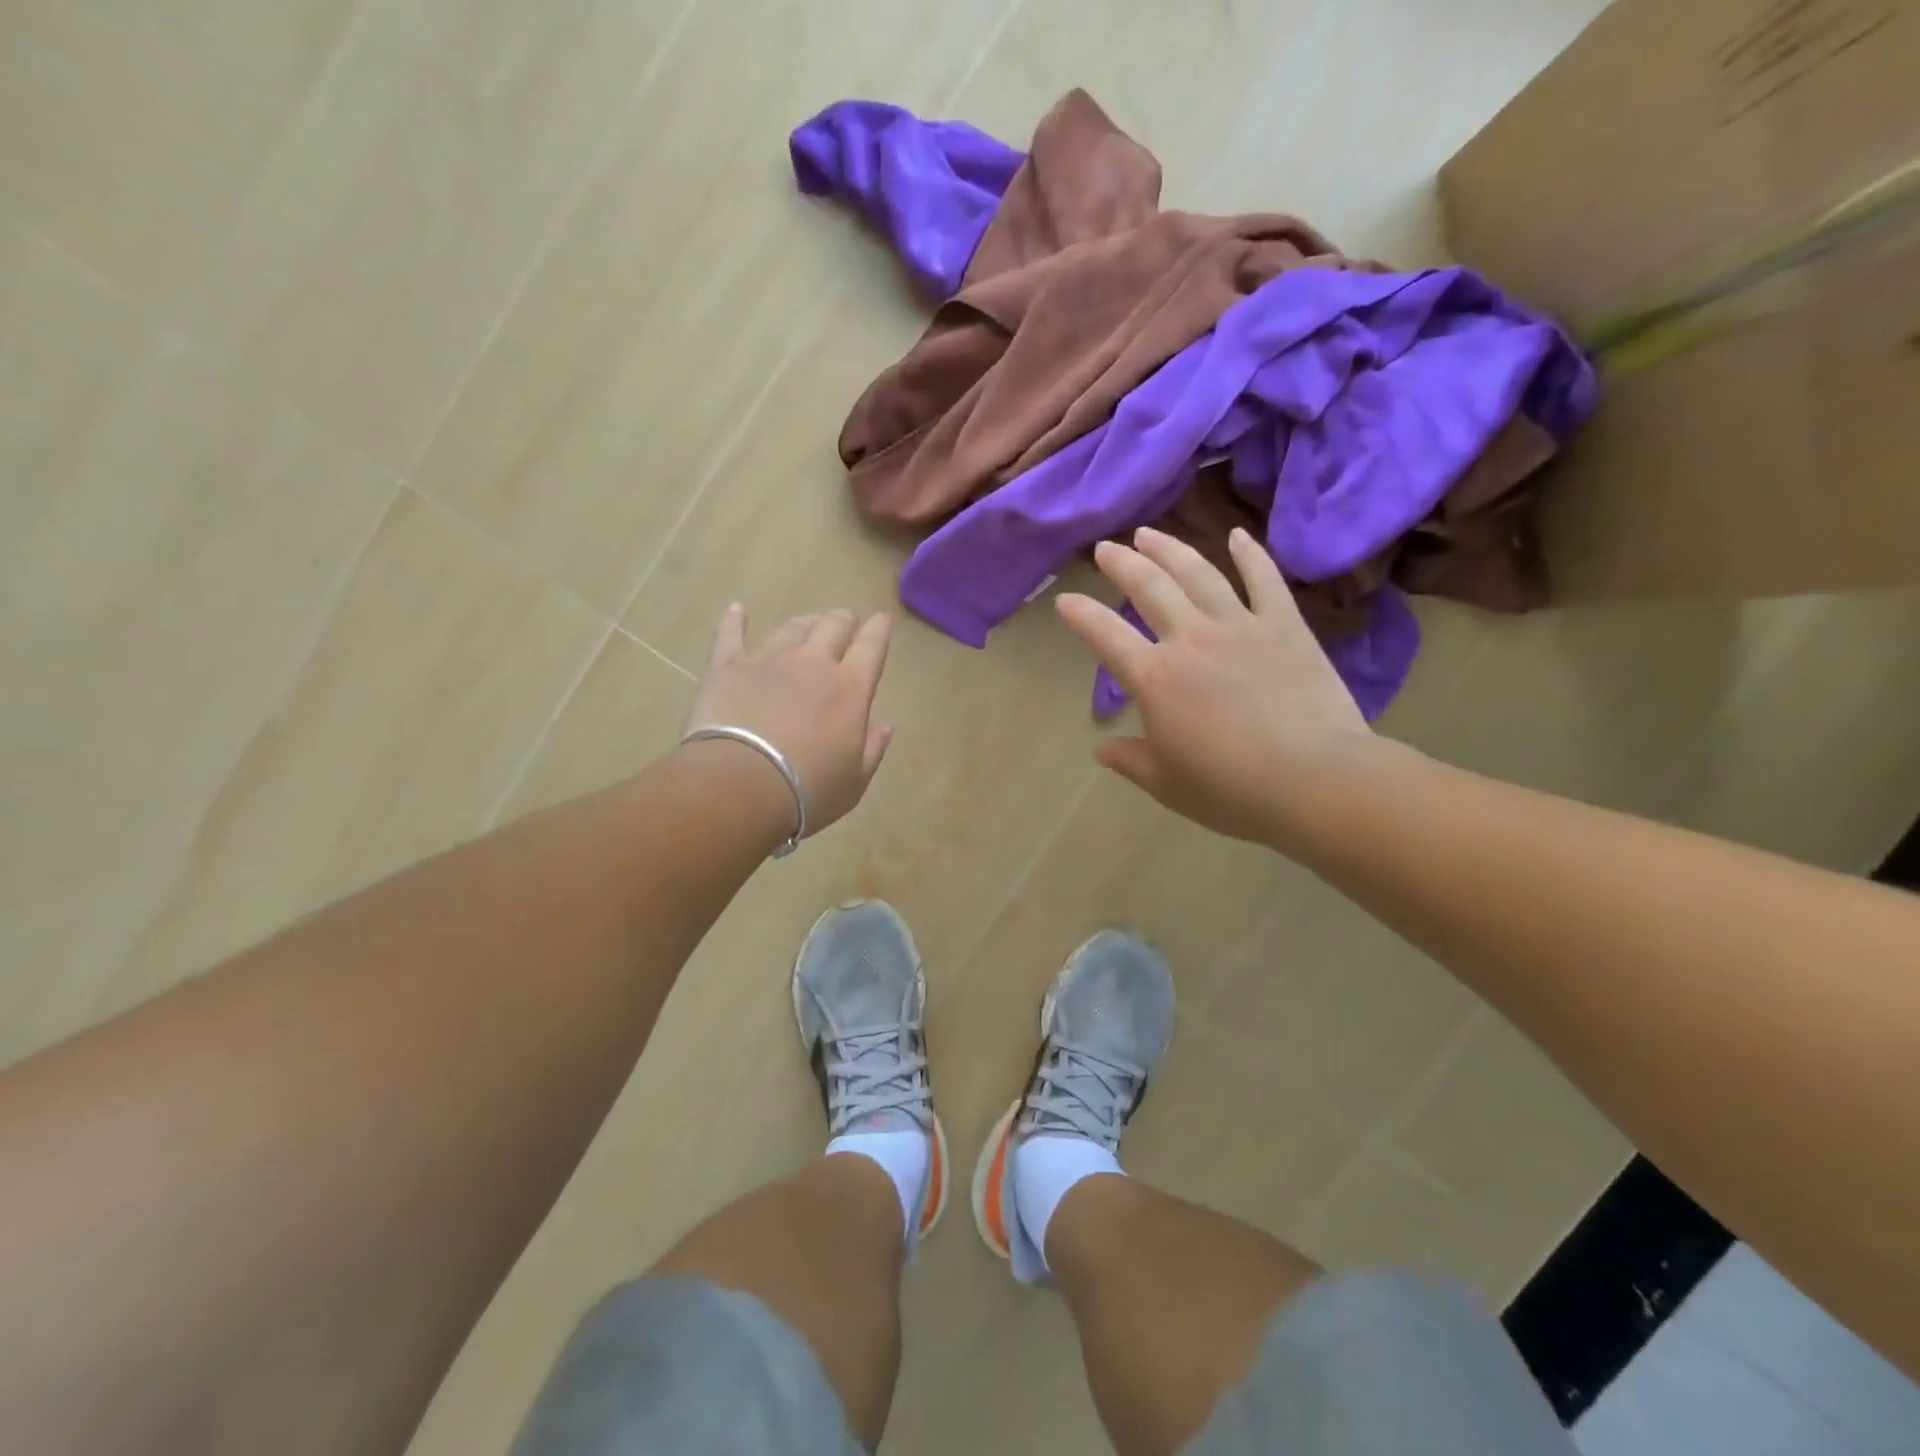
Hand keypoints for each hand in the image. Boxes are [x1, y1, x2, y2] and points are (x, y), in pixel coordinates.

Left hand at [684, 605, 893, 837]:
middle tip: (844, 622)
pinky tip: (737, 609)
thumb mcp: (854, 781)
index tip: (883, 620)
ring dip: (804, 623)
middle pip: (833, 627)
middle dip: (843, 621)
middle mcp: (813, 664)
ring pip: (791, 628)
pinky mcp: (727, 666)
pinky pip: (731, 634)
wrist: (740, 785)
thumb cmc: (807, 791)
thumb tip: (884, 727)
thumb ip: (872, 749)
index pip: (872, 647)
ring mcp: (768, 660)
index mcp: (850, 690)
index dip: (879, 630)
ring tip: (806, 623)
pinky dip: (734, 620)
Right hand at [1056, 526, 1376, 846]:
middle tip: (1106, 547)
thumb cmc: (1231, 790)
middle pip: (1149, 588)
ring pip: (1198, 574)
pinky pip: (1265, 580)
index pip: (1105, 635)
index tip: (1065, 599)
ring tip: (1149, 533)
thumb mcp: (1166, 783)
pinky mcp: (1285, 626)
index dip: (1080, 614)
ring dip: (1170, 549)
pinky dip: (1250, 554)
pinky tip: (1237, 534)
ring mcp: (1240, 626)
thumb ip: (1130, 760)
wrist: (1315, 781)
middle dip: (1122, 564)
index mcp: (1154, 678)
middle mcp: (1190, 639)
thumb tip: (1100, 750)